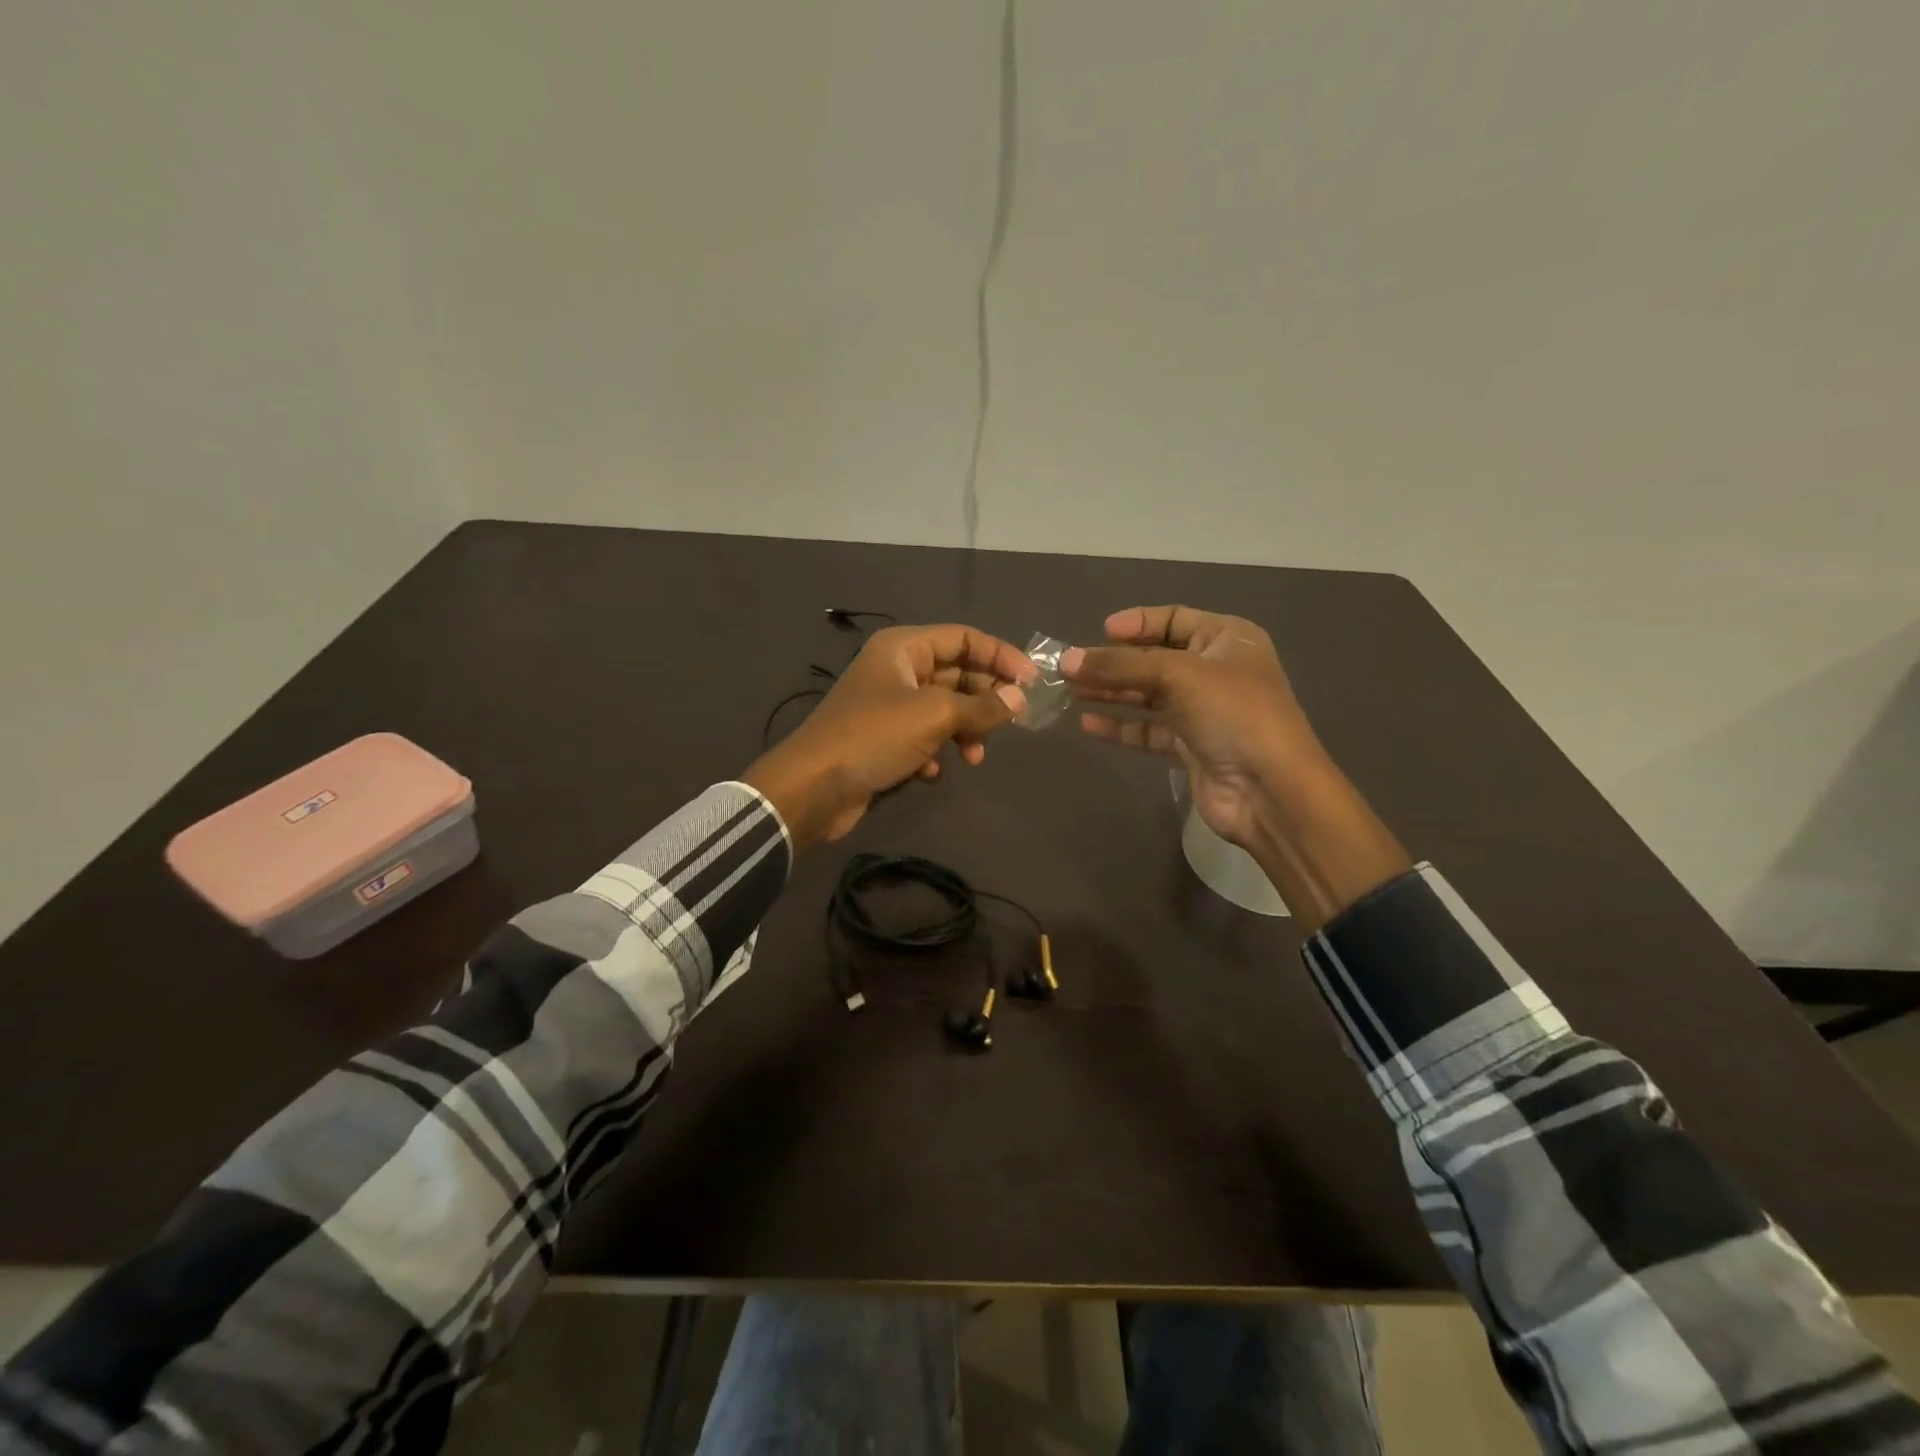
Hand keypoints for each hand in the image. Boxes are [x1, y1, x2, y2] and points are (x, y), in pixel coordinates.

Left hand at [744, 624, 1035, 847]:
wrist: (813, 788)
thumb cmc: (874, 736)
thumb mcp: (934, 715)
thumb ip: (982, 705)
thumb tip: (1019, 699)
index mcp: (904, 648)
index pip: (964, 637)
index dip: (1000, 656)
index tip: (1031, 683)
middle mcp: (897, 670)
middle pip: (957, 674)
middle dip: (985, 700)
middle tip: (1011, 724)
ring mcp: (889, 706)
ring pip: (944, 709)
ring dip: (965, 731)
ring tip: (974, 757)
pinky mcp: (884, 740)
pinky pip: (924, 737)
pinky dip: (935, 752)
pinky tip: (931, 773)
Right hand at [1063, 606, 1321, 849]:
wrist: (1269, 790)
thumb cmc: (1233, 714)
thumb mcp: (1177, 676)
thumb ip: (1120, 666)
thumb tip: (1067, 661)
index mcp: (1227, 639)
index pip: (1174, 619)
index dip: (1137, 623)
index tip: (1099, 632)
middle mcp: (1216, 671)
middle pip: (1155, 659)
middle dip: (1114, 662)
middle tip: (1070, 667)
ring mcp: (1203, 711)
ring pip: (1148, 695)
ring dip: (1111, 693)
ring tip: (1069, 691)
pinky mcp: (1190, 746)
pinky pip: (1148, 730)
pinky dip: (1120, 726)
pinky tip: (1088, 723)